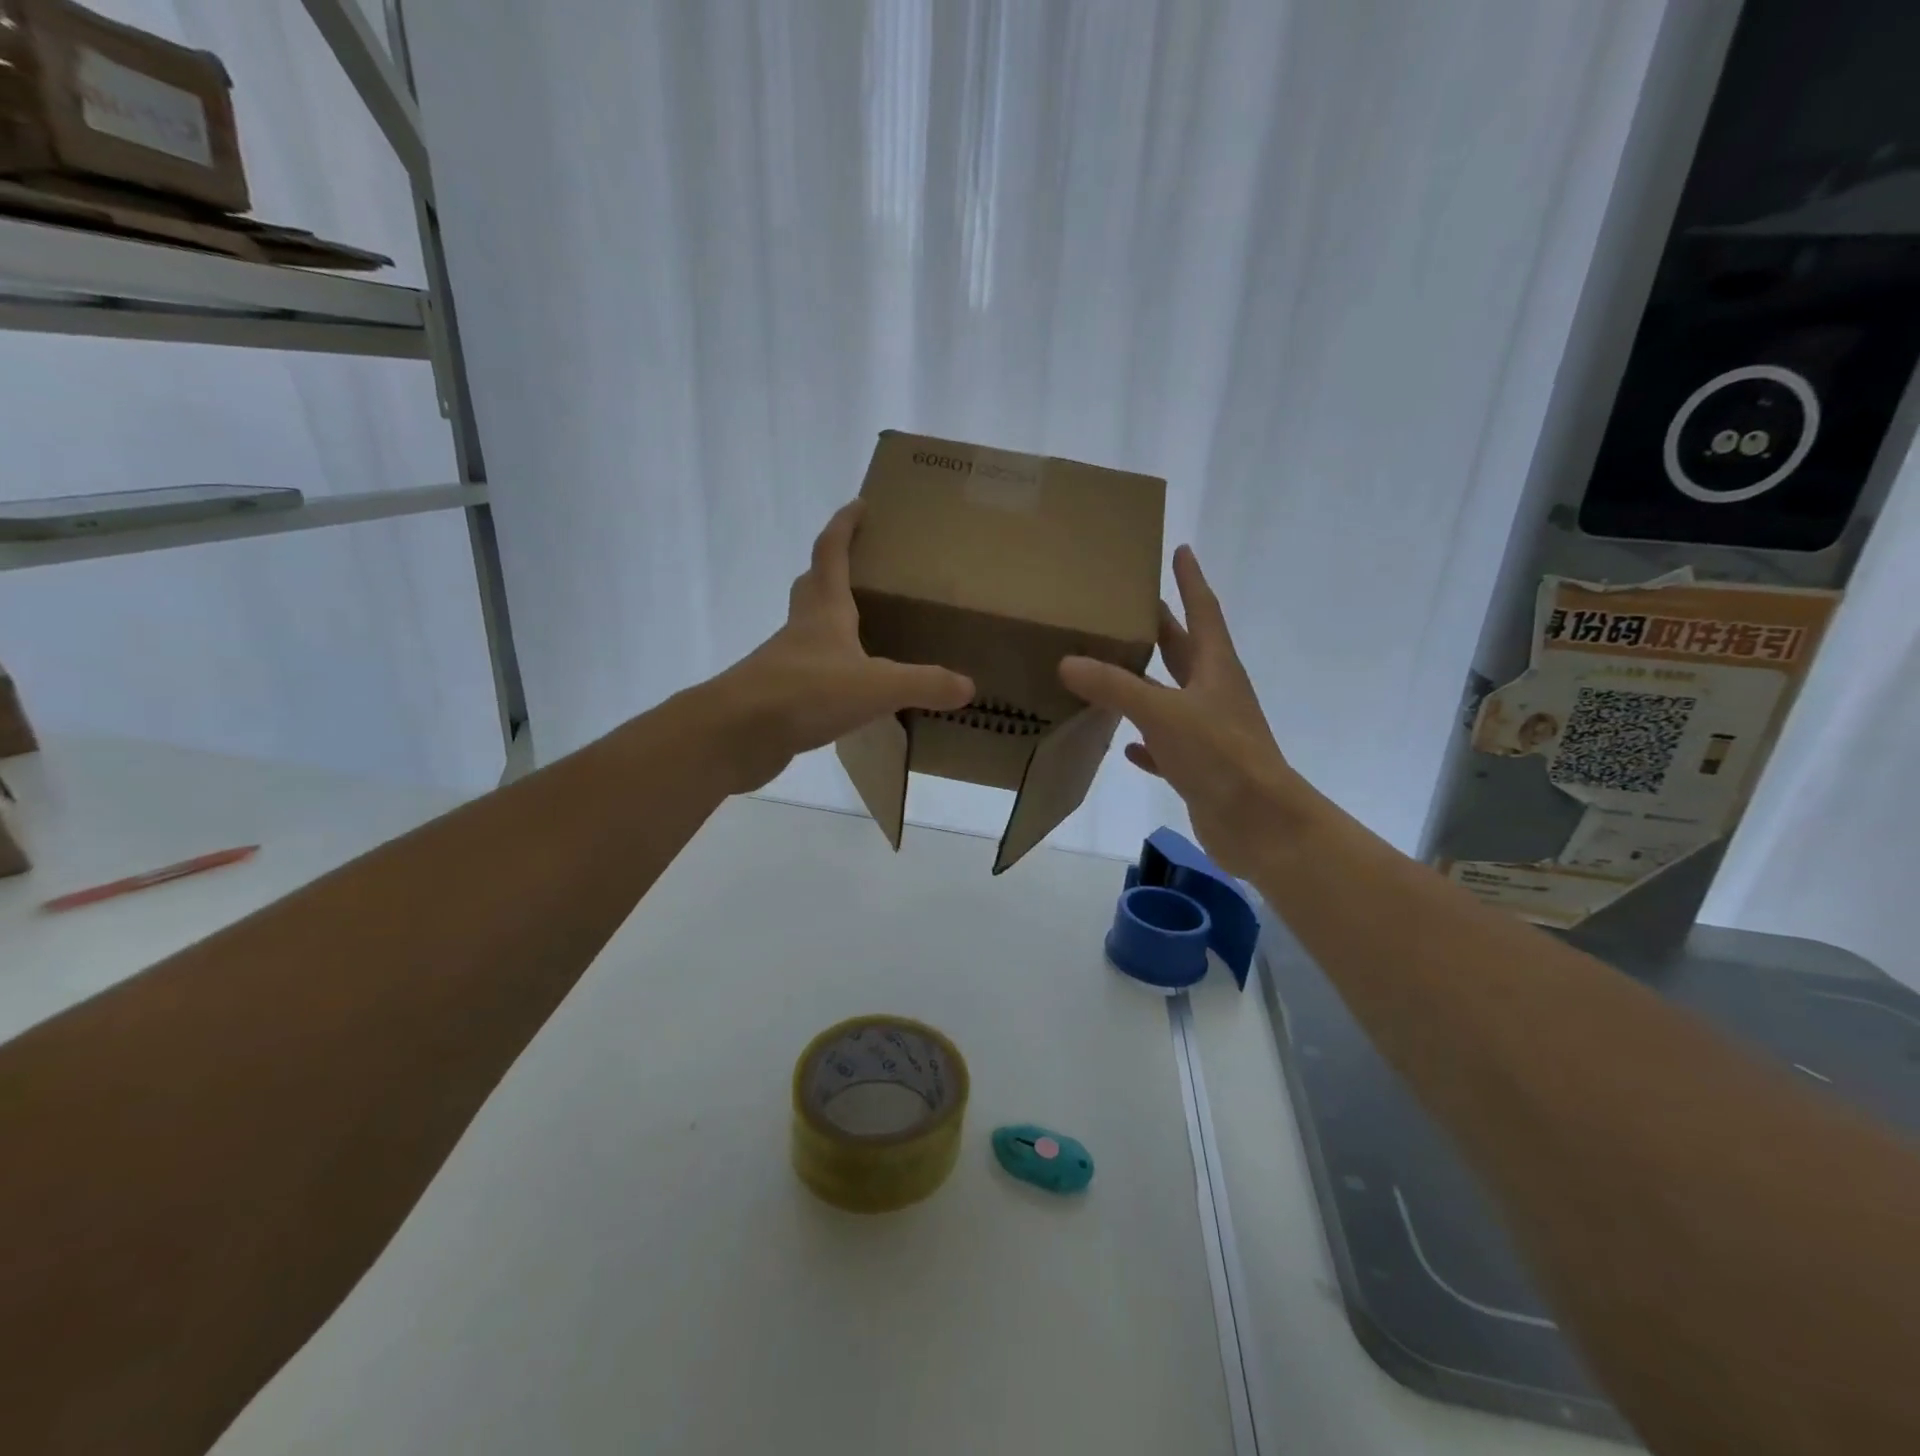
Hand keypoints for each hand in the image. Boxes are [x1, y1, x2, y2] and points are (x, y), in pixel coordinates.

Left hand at [708, 501, 974, 792]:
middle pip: (813, 585)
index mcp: (824, 611)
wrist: (735, 735)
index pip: (831, 553)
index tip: (860, 504)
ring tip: (866, 631)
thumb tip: (967, 685)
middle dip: (833, 568)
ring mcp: (786, 663)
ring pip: (809, 629)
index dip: (845, 526)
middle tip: (863, 567)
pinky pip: (809, 672)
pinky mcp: (779, 696)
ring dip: (831, 621)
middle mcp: (802, 629)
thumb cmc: (805, 693)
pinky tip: (850, 689)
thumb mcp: (876, 687)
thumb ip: (924, 684)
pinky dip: (829, 669)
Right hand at [1059, 546, 1307, 876]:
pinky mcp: (1199, 767)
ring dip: (1146, 683)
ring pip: (1171, 697)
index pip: (1203, 611)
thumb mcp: (1162, 713)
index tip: (1181, 550)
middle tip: (1128, 606)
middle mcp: (1213, 693)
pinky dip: (1146, 741)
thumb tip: (1067, 661)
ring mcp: (1208, 731)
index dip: (1191, 581)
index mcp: (1215, 668)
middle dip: (1160, 627)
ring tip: (1110, 669)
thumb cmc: (1220, 755)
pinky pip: (1166, 745)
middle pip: (1184, 650)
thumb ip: (1115, 687)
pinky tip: (1125, 744)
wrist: (1259, 823)